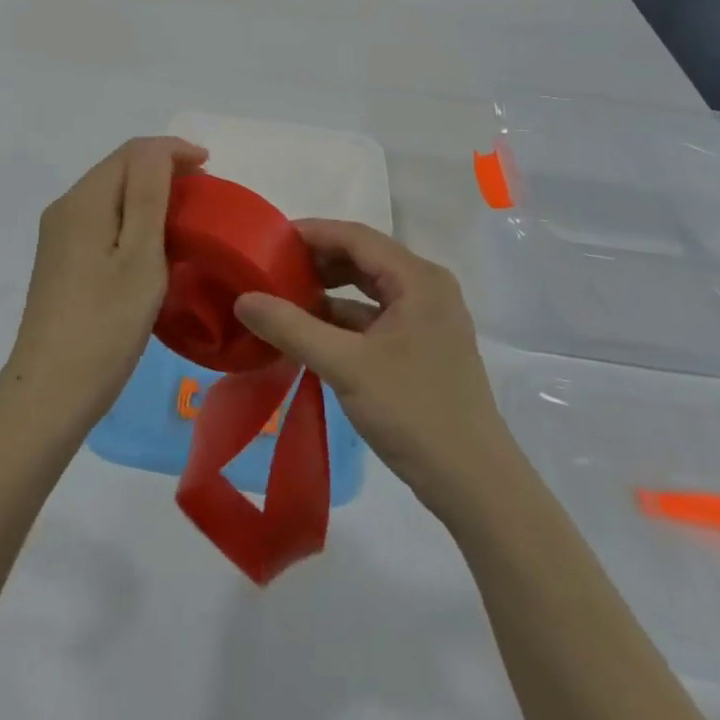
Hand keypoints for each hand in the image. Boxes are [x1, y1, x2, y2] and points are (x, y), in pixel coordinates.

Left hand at [7, 137, 206, 422]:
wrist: (51, 392)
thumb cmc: (106, 324)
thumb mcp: (140, 256)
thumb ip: (149, 194)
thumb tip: (161, 149)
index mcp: (85, 200)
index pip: (133, 152)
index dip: (173, 150)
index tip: (210, 168)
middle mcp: (66, 207)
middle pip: (119, 168)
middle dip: (162, 168)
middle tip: (203, 192)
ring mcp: (59, 234)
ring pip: (110, 193)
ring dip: (147, 192)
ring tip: (184, 214)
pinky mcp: (60, 259)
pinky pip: (101, 218)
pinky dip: (131, 216)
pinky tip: (151, 242)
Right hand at [234, 220, 508, 521]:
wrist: (476, 486)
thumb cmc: (414, 412)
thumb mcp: (346, 367)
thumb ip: (292, 328)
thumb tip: (243, 298)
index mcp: (417, 278)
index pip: (355, 236)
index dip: (311, 233)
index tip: (268, 240)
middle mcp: (426, 288)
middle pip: (363, 258)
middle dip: (317, 261)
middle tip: (270, 268)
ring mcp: (428, 319)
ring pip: (368, 288)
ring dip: (328, 291)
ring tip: (283, 297)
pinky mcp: (423, 347)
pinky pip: (375, 317)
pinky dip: (343, 319)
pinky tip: (310, 333)